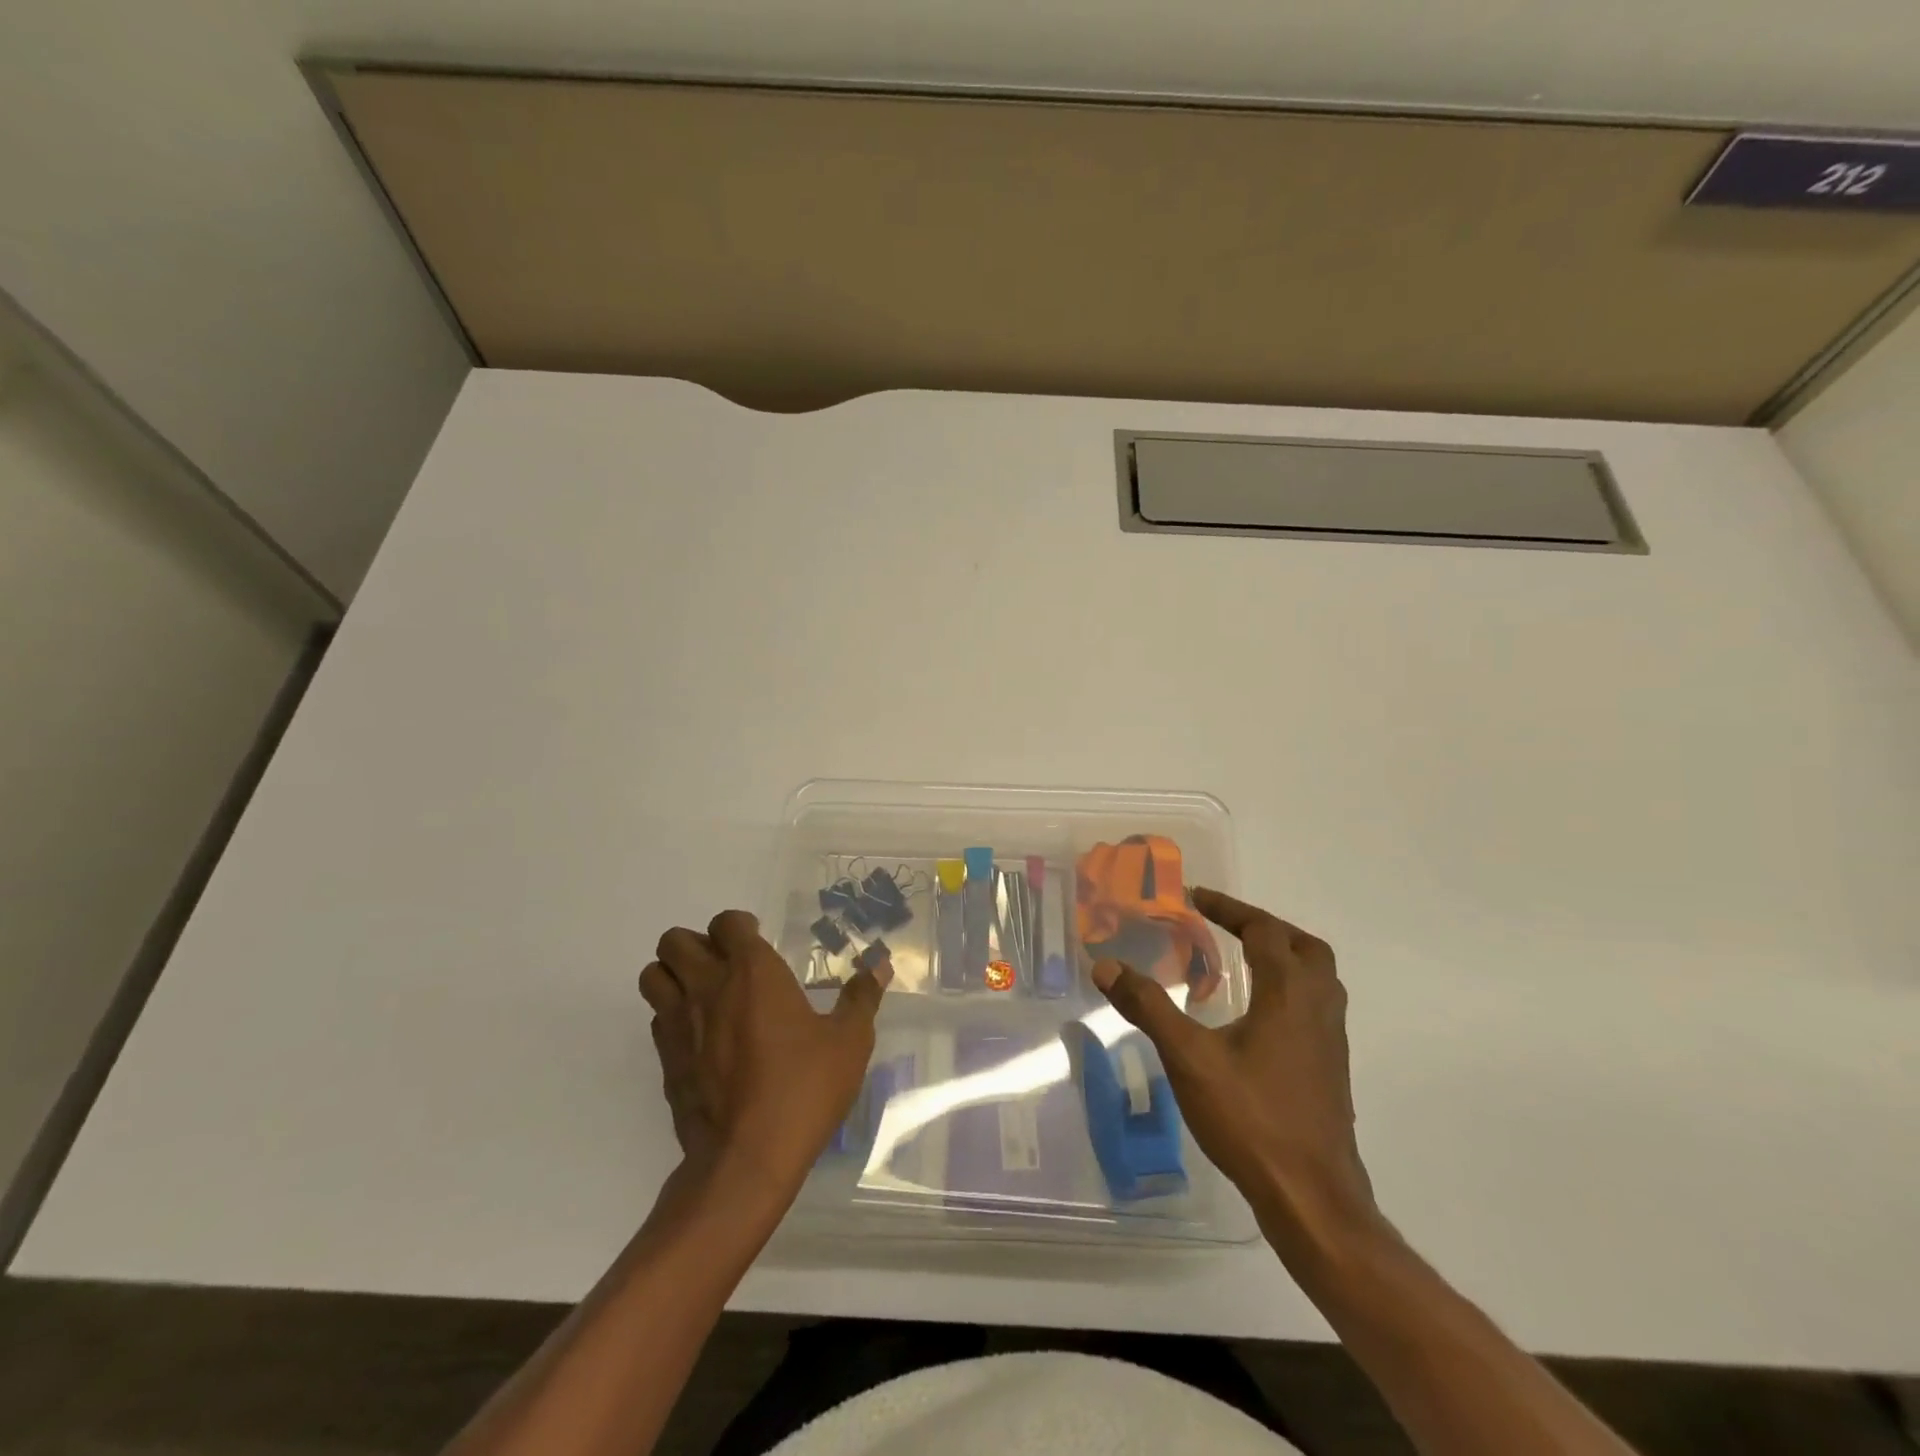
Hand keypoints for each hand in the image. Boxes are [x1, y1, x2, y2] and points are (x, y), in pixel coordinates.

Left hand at [638, 910, 888, 1202]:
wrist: (746, 1159)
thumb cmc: (803, 1088)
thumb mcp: (849, 1042)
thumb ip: (861, 998)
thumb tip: (880, 966)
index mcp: (752, 971)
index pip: (726, 922)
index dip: (739, 926)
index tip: (758, 940)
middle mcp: (708, 986)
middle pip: (675, 941)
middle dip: (696, 944)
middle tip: (726, 964)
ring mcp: (679, 1024)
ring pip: (653, 976)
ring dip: (673, 975)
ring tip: (705, 992)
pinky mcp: (664, 1060)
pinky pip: (656, 1018)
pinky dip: (671, 1015)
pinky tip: (701, 1036)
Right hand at [1090, 889, 1377, 1248]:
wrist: (1312, 1198)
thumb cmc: (1251, 1119)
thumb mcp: (1188, 1058)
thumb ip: (1148, 1007)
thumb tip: (1106, 966)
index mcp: (1289, 995)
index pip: (1264, 931)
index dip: (1230, 908)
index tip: (1196, 898)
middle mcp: (1318, 1009)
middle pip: (1304, 947)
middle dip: (1266, 927)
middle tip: (1227, 925)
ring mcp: (1330, 1042)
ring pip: (1318, 979)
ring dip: (1284, 957)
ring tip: (1242, 962)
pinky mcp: (1330, 1070)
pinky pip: (1315, 1008)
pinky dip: (1289, 990)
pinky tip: (1256, 1018)